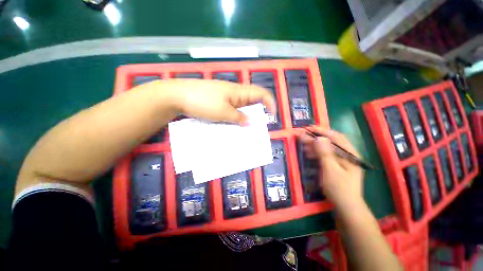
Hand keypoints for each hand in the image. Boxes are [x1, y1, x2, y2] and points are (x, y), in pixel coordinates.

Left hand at [158, 79, 275, 124]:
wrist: (178, 96)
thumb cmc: (203, 102)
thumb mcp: (223, 112)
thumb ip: (239, 117)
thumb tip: (250, 122)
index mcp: (238, 92)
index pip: (260, 93)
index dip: (269, 103)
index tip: (272, 116)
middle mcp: (234, 93)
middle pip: (251, 102)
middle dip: (257, 114)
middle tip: (257, 128)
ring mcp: (225, 97)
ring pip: (240, 107)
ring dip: (244, 117)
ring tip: (245, 130)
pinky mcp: (217, 102)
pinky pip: (230, 110)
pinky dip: (234, 117)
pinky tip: (231, 125)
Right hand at [298, 129, 363, 208]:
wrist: (346, 207)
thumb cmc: (339, 188)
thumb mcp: (331, 170)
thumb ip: (325, 153)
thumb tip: (319, 138)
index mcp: (350, 154)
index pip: (336, 137)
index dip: (322, 131)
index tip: (309, 129)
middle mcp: (347, 155)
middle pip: (330, 142)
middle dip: (315, 138)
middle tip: (302, 137)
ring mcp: (341, 161)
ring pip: (327, 148)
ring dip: (314, 145)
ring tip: (303, 145)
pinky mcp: (336, 166)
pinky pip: (325, 155)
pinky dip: (316, 153)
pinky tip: (309, 154)